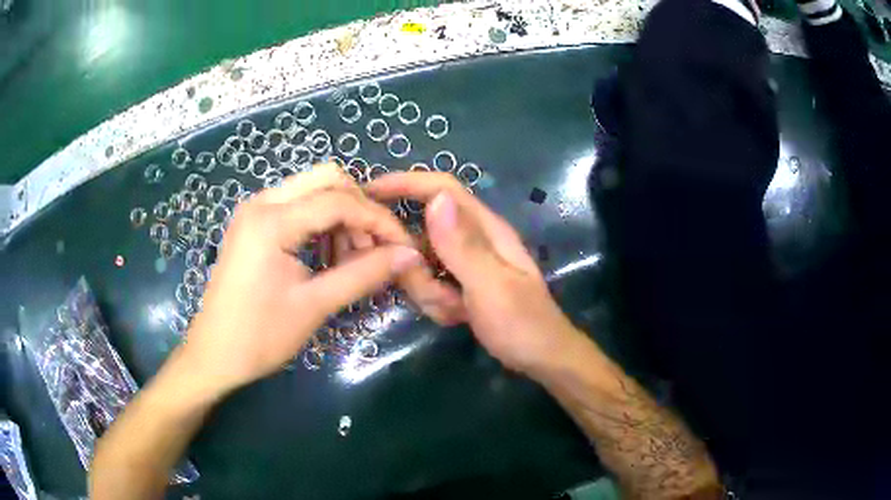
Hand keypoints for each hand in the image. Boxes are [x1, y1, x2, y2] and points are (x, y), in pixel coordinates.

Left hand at [179, 164, 423, 396]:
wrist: (214, 355)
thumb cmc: (260, 336)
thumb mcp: (315, 305)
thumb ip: (364, 274)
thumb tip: (410, 255)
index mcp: (271, 221)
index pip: (339, 201)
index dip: (378, 221)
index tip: (404, 247)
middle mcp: (261, 202)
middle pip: (327, 180)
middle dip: (360, 209)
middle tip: (376, 248)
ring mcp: (255, 210)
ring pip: (313, 189)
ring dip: (341, 215)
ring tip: (353, 257)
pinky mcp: (253, 223)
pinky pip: (297, 206)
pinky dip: (321, 222)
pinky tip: (329, 254)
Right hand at [366, 172, 586, 374]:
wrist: (542, 359)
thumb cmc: (523, 325)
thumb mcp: (492, 287)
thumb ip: (462, 246)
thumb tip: (436, 199)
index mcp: (485, 229)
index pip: (442, 189)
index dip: (405, 183)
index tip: (367, 193)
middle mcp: (473, 239)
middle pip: (423, 234)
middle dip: (419, 268)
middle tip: (440, 296)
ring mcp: (465, 263)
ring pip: (421, 264)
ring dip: (429, 291)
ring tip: (458, 312)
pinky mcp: (460, 283)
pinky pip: (429, 285)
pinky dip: (436, 303)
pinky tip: (458, 318)